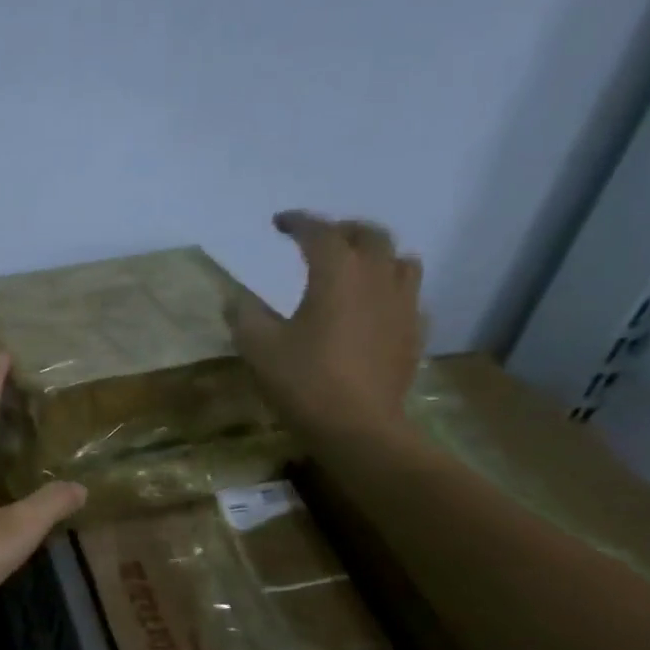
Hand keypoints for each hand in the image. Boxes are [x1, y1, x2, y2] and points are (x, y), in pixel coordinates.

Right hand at [227, 210, 424, 443]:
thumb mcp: (259, 349)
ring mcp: (403, 304)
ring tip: (357, 267)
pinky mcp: (414, 332)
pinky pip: (408, 296)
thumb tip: (235, 298)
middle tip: (320, 240)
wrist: (357, 426)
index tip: (279, 222)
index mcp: (337, 273)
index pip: (319, 232)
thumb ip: (245, 316)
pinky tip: (377, 308)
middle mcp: (377, 277)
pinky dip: (391, 291)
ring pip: (400, 260)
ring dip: (377, 255)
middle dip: (342, 230)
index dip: (298, 222)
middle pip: (369, 235)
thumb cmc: (304, 382)